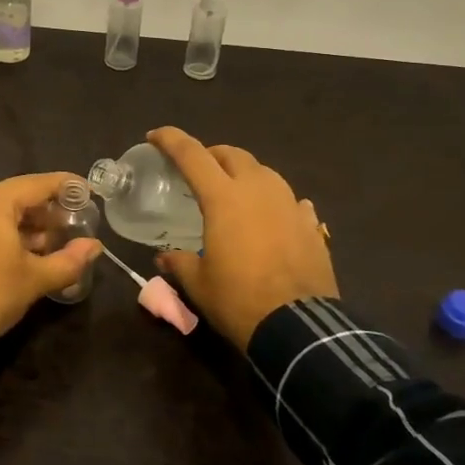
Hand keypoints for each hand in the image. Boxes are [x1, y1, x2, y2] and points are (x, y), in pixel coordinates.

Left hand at [0, 172, 103, 367]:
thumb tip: (95, 246)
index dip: (65, 186)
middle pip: (13, 197)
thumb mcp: (35, 279)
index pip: (37, 184)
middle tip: (67, 227)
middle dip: (42, 211)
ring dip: (19, 225)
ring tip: (43, 246)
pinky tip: (9, 255)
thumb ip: (69, 260)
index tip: (86, 191)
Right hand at [149, 127, 336, 350]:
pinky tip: (272, 217)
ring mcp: (289, 204)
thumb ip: (179, 262)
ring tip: (234, 192)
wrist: (299, 328)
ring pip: (264, 172)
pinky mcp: (310, 224)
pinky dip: (274, 202)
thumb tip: (164, 257)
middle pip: (232, 154)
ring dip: (244, 173)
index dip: (170, 140)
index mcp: (224, 198)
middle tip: (197, 170)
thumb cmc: (239, 300)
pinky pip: (290, 200)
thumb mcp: (199, 284)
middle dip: (211, 155)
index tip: (154, 137)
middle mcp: (258, 190)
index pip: (192, 154)